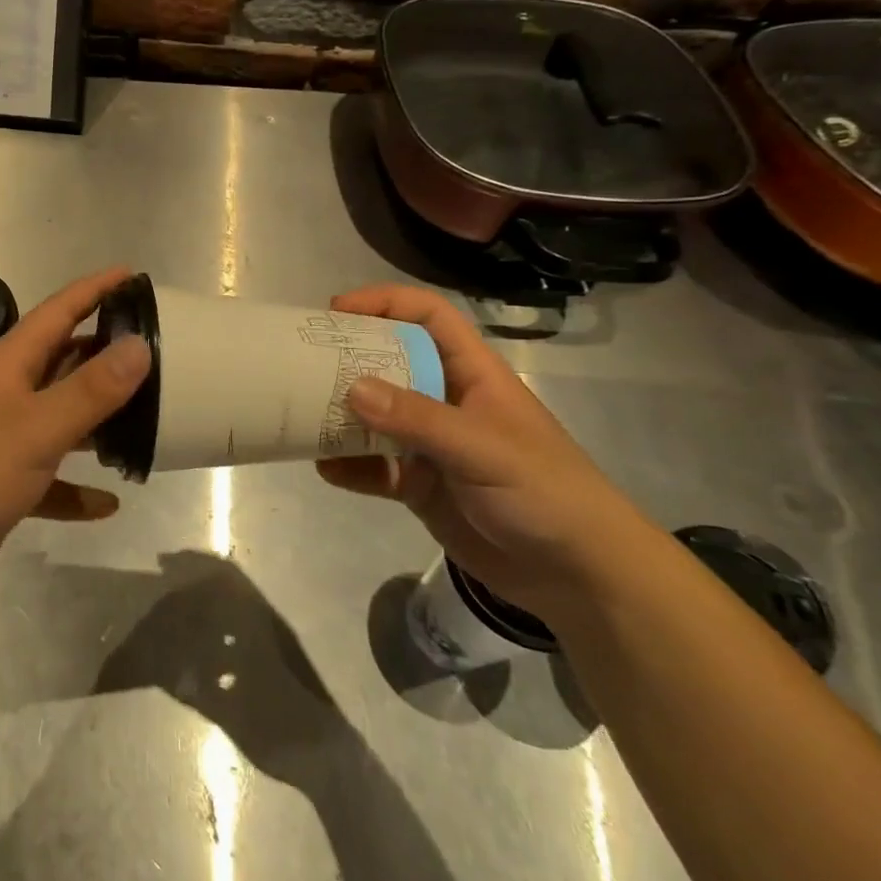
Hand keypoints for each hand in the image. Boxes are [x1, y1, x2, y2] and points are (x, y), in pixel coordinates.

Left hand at [0, 267, 151, 601]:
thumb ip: (91, 388)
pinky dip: (76, 487)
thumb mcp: (39, 426)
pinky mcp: (3, 482)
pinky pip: (51, 477)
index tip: (134, 275)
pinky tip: (108, 503)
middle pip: (63, 360)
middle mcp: (7, 393)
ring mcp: (3, 438)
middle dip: (105, 352)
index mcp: (10, 364)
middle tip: (156, 350)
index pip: (59, 311)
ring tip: (146, 419)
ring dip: (98, 420)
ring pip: (61, 417)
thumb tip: (139, 345)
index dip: (95, 289)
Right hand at [317, 284, 659, 627]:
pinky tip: (325, 470)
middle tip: (300, 361)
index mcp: (471, 375)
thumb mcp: (483, 449)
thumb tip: (352, 388)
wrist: (579, 577)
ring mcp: (430, 445)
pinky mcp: (419, 484)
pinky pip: (373, 467)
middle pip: (389, 363)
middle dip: (347, 359)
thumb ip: (418, 418)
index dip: (385, 303)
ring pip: (374, 417)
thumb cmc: (544, 493)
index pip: (428, 317)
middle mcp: (445, 401)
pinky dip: (348, 467)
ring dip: (339, 416)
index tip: (336, 310)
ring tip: (301, 415)